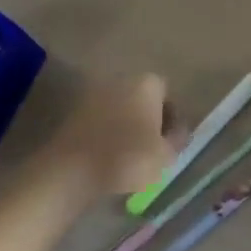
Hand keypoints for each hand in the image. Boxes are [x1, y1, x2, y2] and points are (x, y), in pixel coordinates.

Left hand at [43, 73, 181, 201]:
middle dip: (148, 119)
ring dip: (125, 127)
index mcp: (147, 83)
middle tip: (151, 148)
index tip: (170, 141)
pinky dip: (106, 134)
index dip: (171, 118)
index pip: (167, 94)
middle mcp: (121, 80)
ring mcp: (94, 94)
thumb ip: (177, 140)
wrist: (72, 170)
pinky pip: (100, 121)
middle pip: (142, 98)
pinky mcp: (74, 112)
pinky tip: (107, 157)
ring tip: (129, 156)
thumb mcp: (165, 155)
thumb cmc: (127, 158)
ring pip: (120, 109)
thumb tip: (179, 132)